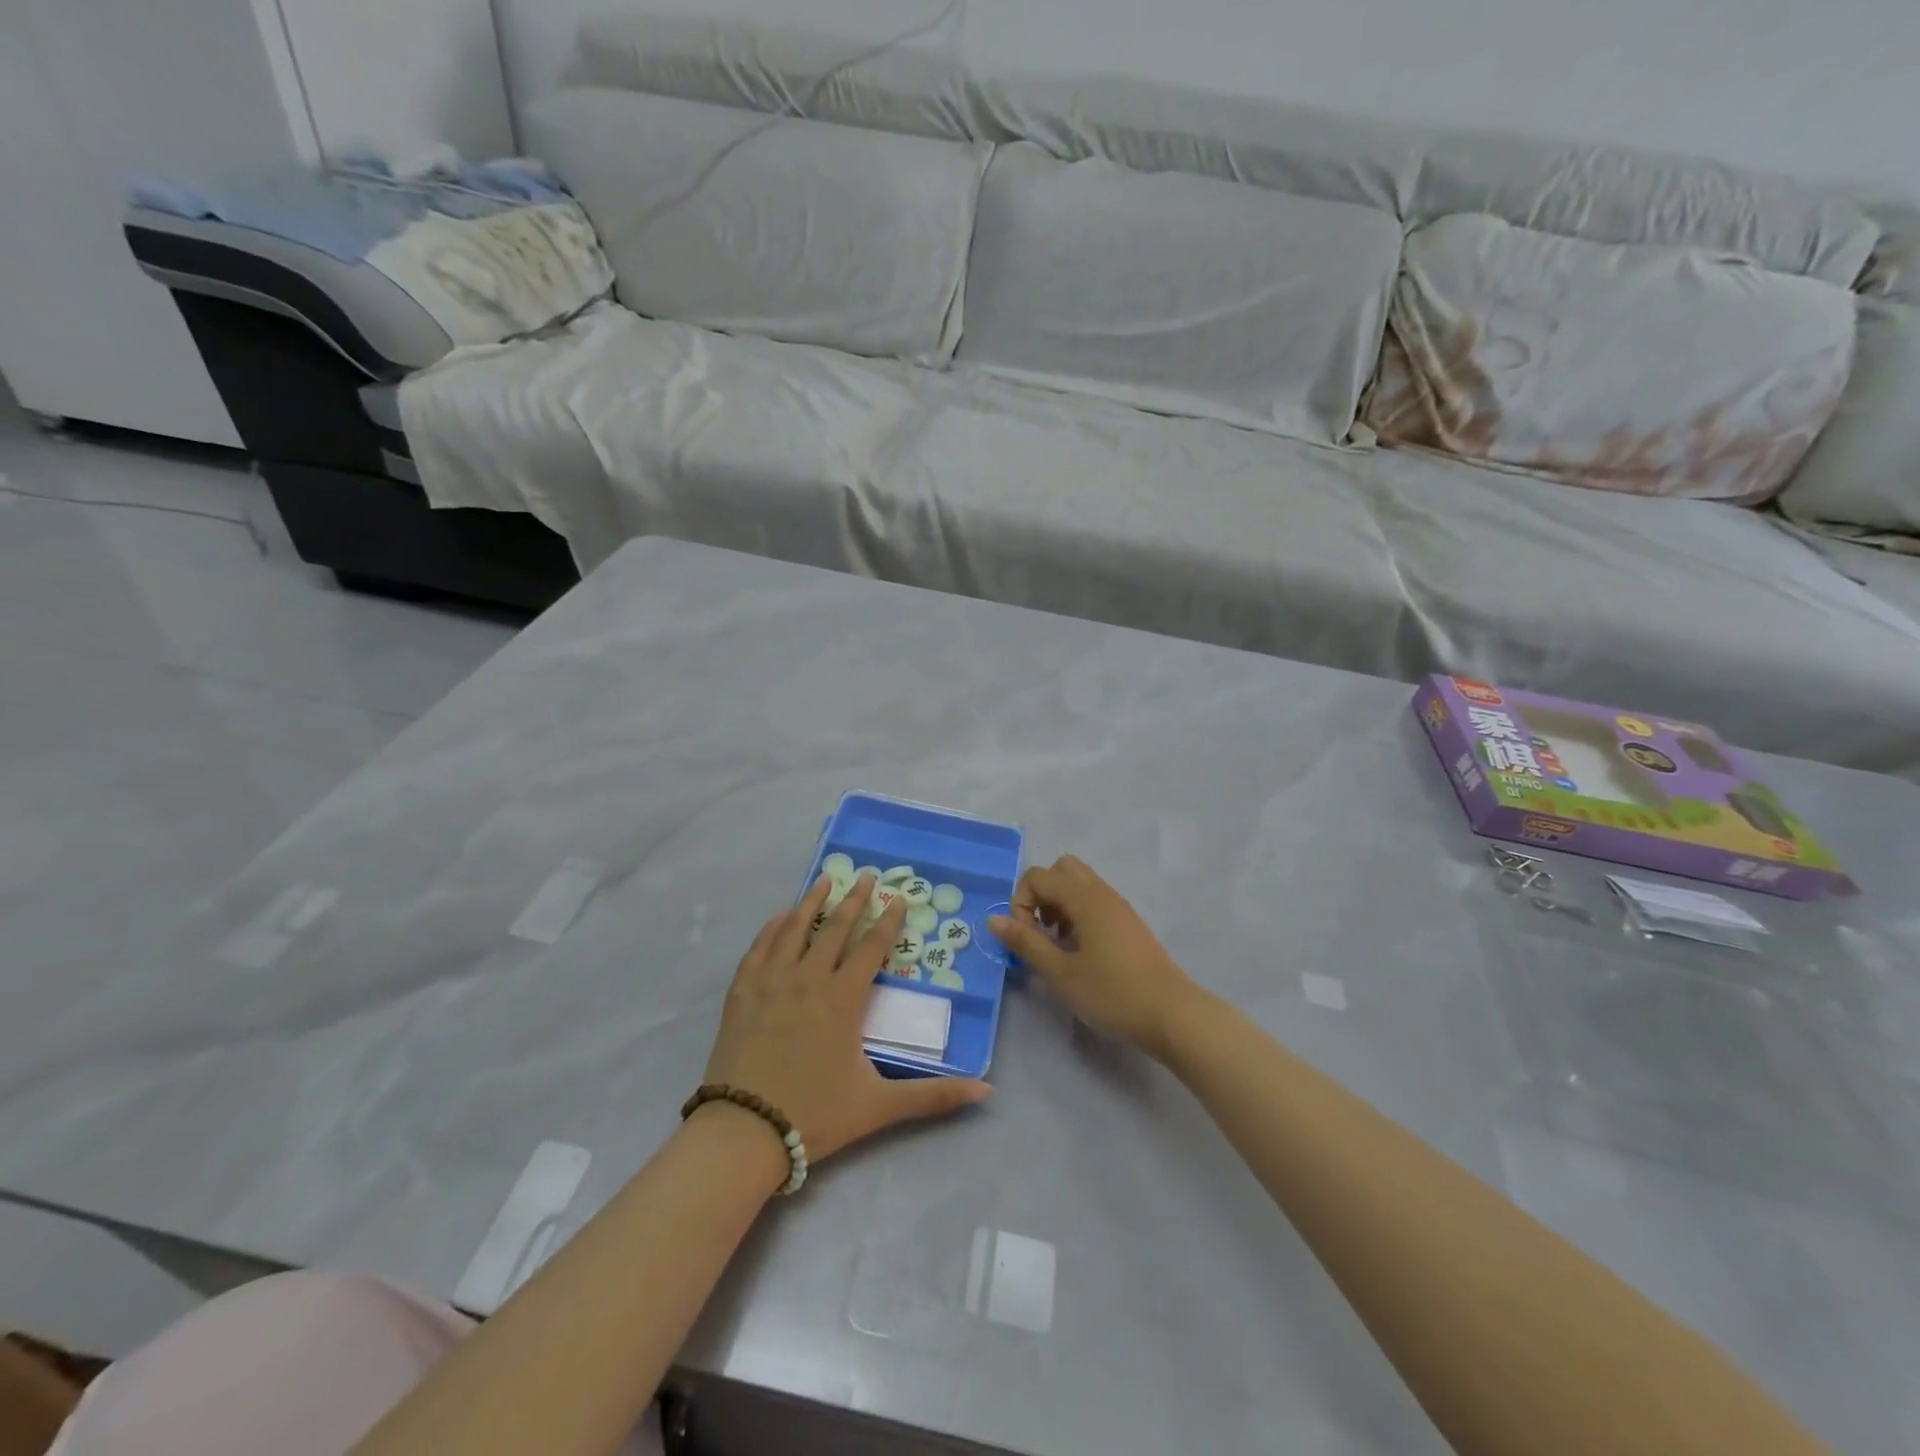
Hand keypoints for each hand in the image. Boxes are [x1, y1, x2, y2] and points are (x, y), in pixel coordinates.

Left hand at [702, 874, 990, 1173]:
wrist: (743, 1132)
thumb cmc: (814, 1115)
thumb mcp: (879, 1106)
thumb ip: (933, 1096)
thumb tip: (987, 1092)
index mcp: (843, 998)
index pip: (872, 947)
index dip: (888, 921)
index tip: (898, 898)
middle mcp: (809, 978)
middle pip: (835, 927)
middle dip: (854, 899)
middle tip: (865, 875)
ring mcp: (771, 982)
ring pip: (795, 928)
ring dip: (812, 901)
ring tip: (825, 879)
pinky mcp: (742, 992)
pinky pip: (760, 947)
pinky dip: (772, 927)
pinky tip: (780, 917)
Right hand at [990, 856, 1201, 1059]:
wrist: (1172, 1014)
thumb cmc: (1113, 993)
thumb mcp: (1061, 973)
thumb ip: (1026, 943)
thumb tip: (994, 920)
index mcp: (1084, 898)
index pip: (1038, 876)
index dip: (1020, 903)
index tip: (1025, 938)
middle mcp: (1102, 892)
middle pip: (1061, 868)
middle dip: (1041, 894)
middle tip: (1040, 931)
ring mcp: (1118, 906)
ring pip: (1079, 884)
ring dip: (1059, 904)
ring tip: (1058, 945)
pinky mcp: (1128, 923)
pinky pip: (1094, 901)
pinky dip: (1078, 914)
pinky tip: (1080, 953)